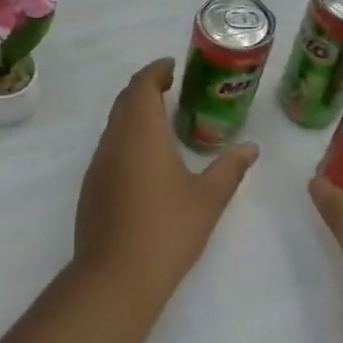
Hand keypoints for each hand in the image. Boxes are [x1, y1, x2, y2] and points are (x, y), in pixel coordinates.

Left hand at [74, 59, 258, 316]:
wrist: (115, 275)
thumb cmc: (167, 230)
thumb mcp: (208, 199)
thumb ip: (229, 169)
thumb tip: (250, 148)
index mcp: (141, 131)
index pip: (142, 85)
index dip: (156, 71)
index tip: (172, 67)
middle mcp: (114, 139)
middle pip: (125, 100)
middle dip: (145, 88)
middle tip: (172, 89)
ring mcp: (98, 163)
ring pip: (114, 124)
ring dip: (134, 114)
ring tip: (162, 121)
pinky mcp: (91, 185)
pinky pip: (109, 147)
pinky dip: (126, 138)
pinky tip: (145, 160)